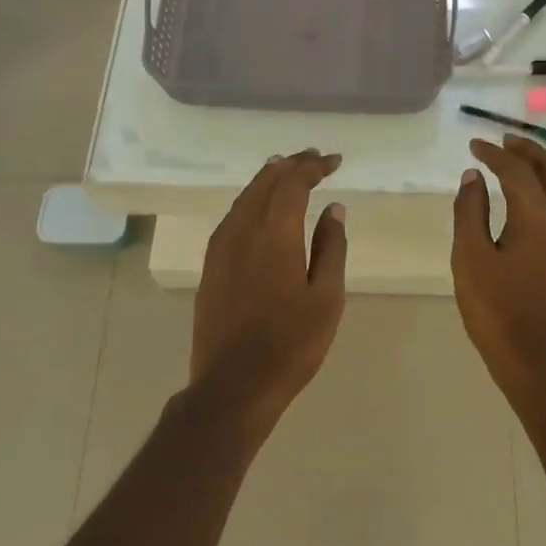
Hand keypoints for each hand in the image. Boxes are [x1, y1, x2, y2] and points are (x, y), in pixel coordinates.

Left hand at [192, 151, 348, 421]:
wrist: (233, 386)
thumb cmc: (290, 344)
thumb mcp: (326, 298)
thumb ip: (331, 247)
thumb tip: (334, 209)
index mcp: (274, 235)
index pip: (292, 183)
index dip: (313, 166)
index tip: (334, 161)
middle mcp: (242, 230)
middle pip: (264, 182)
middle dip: (290, 165)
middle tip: (314, 159)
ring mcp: (220, 248)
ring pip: (244, 197)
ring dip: (268, 179)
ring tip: (289, 172)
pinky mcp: (210, 265)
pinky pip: (232, 216)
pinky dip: (252, 200)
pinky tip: (261, 208)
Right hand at [450, 136, 545, 388]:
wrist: (539, 362)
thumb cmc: (498, 311)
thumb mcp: (470, 259)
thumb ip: (470, 213)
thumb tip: (473, 177)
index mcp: (539, 218)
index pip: (517, 171)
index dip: (494, 154)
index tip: (473, 145)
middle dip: (528, 150)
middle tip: (501, 142)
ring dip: (539, 168)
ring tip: (511, 163)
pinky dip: (544, 189)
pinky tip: (522, 199)